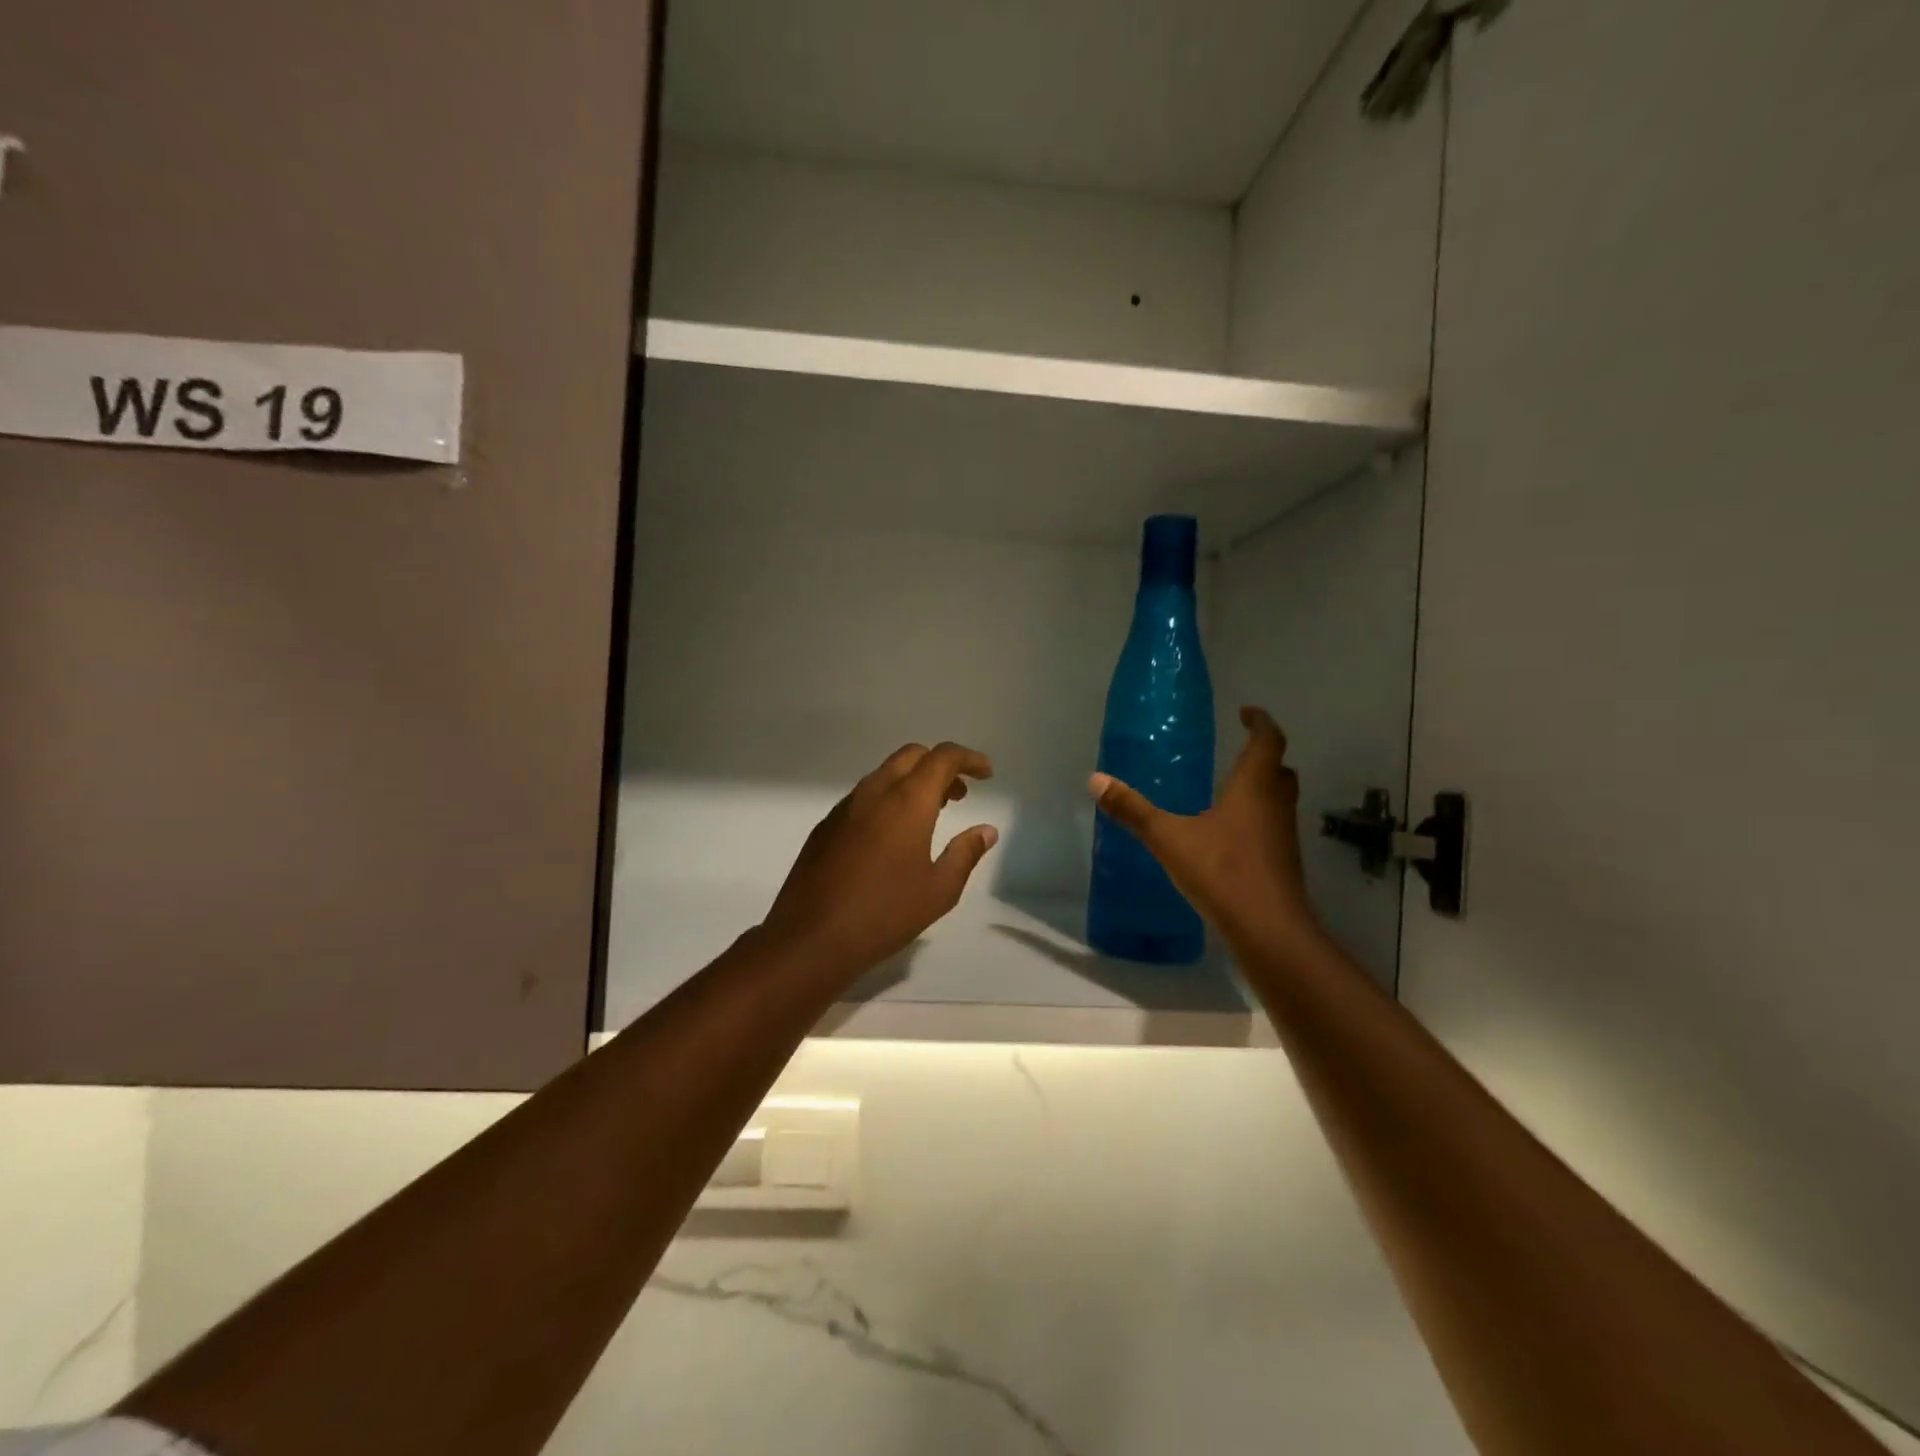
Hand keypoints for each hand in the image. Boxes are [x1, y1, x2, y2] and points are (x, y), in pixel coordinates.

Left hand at [760, 742, 999, 977]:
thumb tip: (986, 831)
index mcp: (907, 801)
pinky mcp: (826, 826)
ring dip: (913, 782)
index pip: (942, 757)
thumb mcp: (939, 890)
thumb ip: (966, 854)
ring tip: (931, 816)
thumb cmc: (884, 914)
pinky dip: (888, 799)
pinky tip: (892, 836)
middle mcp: (874, 792)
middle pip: (911, 756)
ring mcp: (845, 807)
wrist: (811, 938)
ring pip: (885, 774)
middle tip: (960, 796)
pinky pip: (864, 796)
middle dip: (940, 766)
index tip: (987, 774)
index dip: (969, 759)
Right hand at [1088, 707, 1321, 956]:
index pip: (1268, 740)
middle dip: (1262, 755)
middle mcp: (1276, 804)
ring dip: (1262, 786)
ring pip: (1279, 798)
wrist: (1269, 930)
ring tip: (1230, 787)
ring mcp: (1283, 835)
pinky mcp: (1282, 861)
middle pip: (1279, 768)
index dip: (1260, 722)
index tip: (1246, 712)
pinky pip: (1272, 825)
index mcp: (1254, 787)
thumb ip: (1133, 810)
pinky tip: (1229, 833)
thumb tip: (1096, 780)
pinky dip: (1257, 817)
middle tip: (1238, 749)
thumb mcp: (1169, 838)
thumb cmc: (1222, 872)